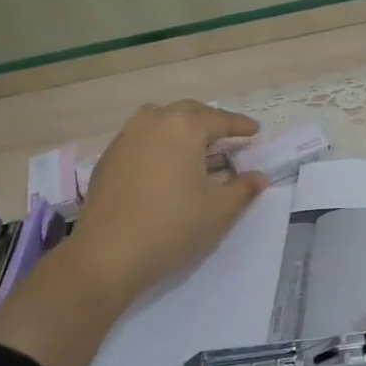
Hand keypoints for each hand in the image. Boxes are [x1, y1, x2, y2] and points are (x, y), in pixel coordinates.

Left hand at [0, 101, 266, 365]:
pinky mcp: (108, 157)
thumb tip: (258, 177)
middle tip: (227, 136)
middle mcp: (153, 121)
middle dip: (210, 121)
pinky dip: (158, 142)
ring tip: (194, 145)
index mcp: (184, 127)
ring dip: (180, 126)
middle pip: (188, 112)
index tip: (255, 130)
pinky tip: (163, 164)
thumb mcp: (219, 210)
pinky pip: (140, 137)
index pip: (220, 119)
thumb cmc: (172, 227)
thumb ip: (243, 188)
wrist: (108, 254)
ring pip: (159, 120)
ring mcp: (125, 137)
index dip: (240, 125)